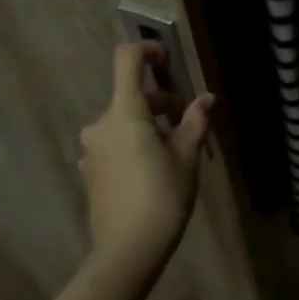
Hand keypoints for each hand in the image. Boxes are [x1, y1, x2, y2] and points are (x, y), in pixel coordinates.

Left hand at [77, 41, 214, 271]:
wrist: (127, 249)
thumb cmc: (163, 196)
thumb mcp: (187, 156)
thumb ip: (195, 121)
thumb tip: (207, 98)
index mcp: (125, 114)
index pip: (127, 61)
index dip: (146, 50)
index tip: (167, 58)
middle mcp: (101, 125)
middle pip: (130, 96)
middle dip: (161, 101)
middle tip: (188, 121)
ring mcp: (92, 149)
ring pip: (124, 122)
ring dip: (149, 124)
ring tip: (176, 149)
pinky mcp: (91, 170)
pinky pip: (115, 143)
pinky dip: (136, 143)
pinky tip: (155, 169)